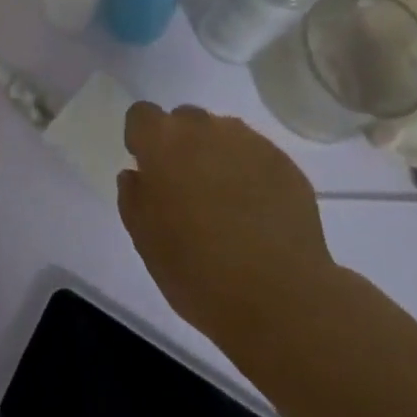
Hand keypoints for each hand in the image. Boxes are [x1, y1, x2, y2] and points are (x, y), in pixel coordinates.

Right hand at [118, 103, 330, 335]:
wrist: (281, 302)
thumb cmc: (198, 273)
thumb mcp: (146, 242)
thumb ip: (133, 197)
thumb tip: (137, 175)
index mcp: (164, 142)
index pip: (141, 115)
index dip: (141, 140)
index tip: (149, 171)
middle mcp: (206, 129)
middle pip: (184, 120)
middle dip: (180, 146)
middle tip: (187, 191)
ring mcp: (249, 142)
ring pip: (222, 135)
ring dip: (216, 157)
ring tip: (227, 204)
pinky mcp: (284, 162)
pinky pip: (255, 156)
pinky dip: (250, 174)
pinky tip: (257, 214)